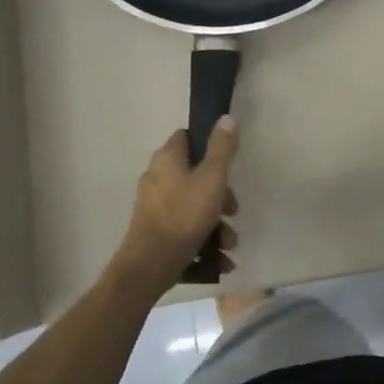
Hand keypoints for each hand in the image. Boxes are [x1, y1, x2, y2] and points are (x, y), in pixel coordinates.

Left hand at [113, 117, 239, 287]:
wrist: (149, 266)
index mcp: (167, 159)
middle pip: (196, 176)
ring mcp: (155, 206)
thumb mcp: (212, 179)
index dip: (210, 145)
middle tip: (234, 211)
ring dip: (216, 224)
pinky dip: (203, 241)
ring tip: (229, 244)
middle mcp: (157, 178)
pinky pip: (186, 228)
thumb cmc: (183, 216)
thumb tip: (226, 117)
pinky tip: (220, 260)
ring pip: (194, 206)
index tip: (228, 161)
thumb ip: (222, 148)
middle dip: (221, 196)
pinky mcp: (156, 231)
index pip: (187, 137)